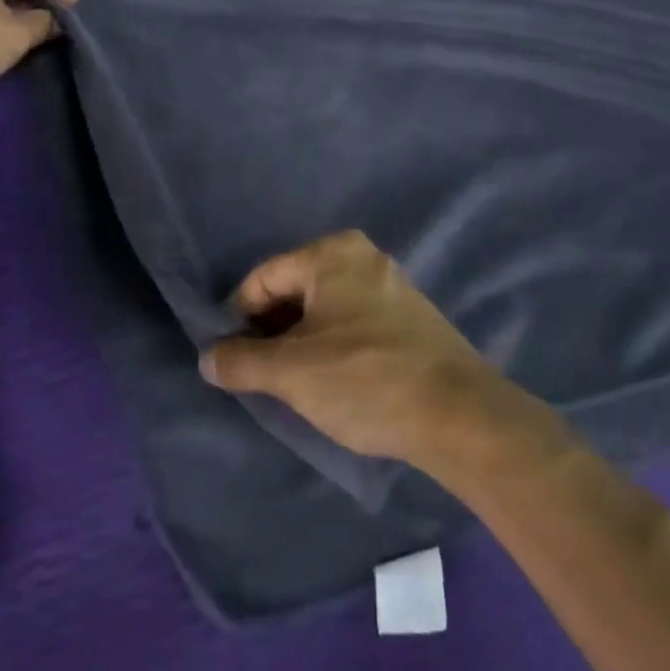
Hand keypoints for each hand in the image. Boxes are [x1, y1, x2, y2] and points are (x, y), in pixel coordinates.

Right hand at [200, 230, 517, 464]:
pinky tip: (334, 381)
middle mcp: (362, 256)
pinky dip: (333, 345)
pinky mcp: (411, 317)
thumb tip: (208, 358)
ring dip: (302, 341)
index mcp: (331, 252)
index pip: (264, 278)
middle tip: (261, 373)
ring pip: (324, 309)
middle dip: (272, 330)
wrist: (461, 417)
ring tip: (294, 383)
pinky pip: (353, 322)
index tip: (231, 358)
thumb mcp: (291, 373)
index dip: (239, 317)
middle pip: (295, 290)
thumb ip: (241, 361)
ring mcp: (391, 285)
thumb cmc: (365, 379)